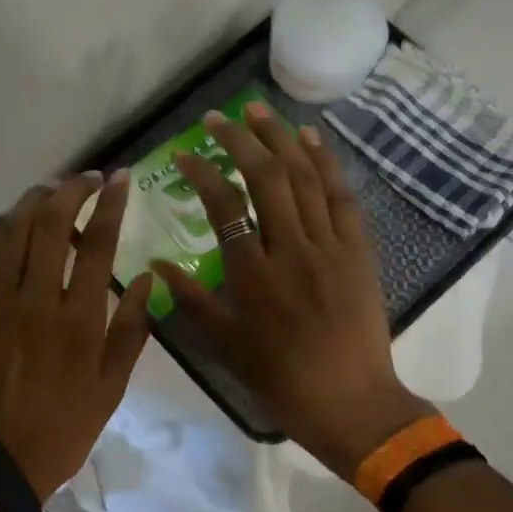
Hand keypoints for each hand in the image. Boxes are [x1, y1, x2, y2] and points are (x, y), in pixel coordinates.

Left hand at [0, 172, 154, 498]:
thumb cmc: (64, 426)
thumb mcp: (113, 386)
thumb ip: (131, 329)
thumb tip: (145, 277)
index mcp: (78, 320)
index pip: (98, 244)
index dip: (111, 204)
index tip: (121, 180)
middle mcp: (37, 300)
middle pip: (51, 224)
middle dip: (71, 190)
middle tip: (89, 180)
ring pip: (13, 231)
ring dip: (34, 201)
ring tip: (52, 191)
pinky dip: (2, 229)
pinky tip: (14, 221)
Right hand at [151, 103, 431, 481]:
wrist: (350, 401)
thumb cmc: (279, 377)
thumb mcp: (224, 343)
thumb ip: (189, 299)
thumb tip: (154, 264)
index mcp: (252, 274)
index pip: (224, 205)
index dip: (202, 172)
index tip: (185, 153)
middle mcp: (290, 249)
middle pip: (266, 178)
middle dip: (240, 140)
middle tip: (218, 117)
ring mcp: (329, 246)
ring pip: (305, 178)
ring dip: (281, 138)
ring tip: (259, 110)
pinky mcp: (358, 250)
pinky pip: (341, 197)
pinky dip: (326, 163)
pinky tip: (311, 139)